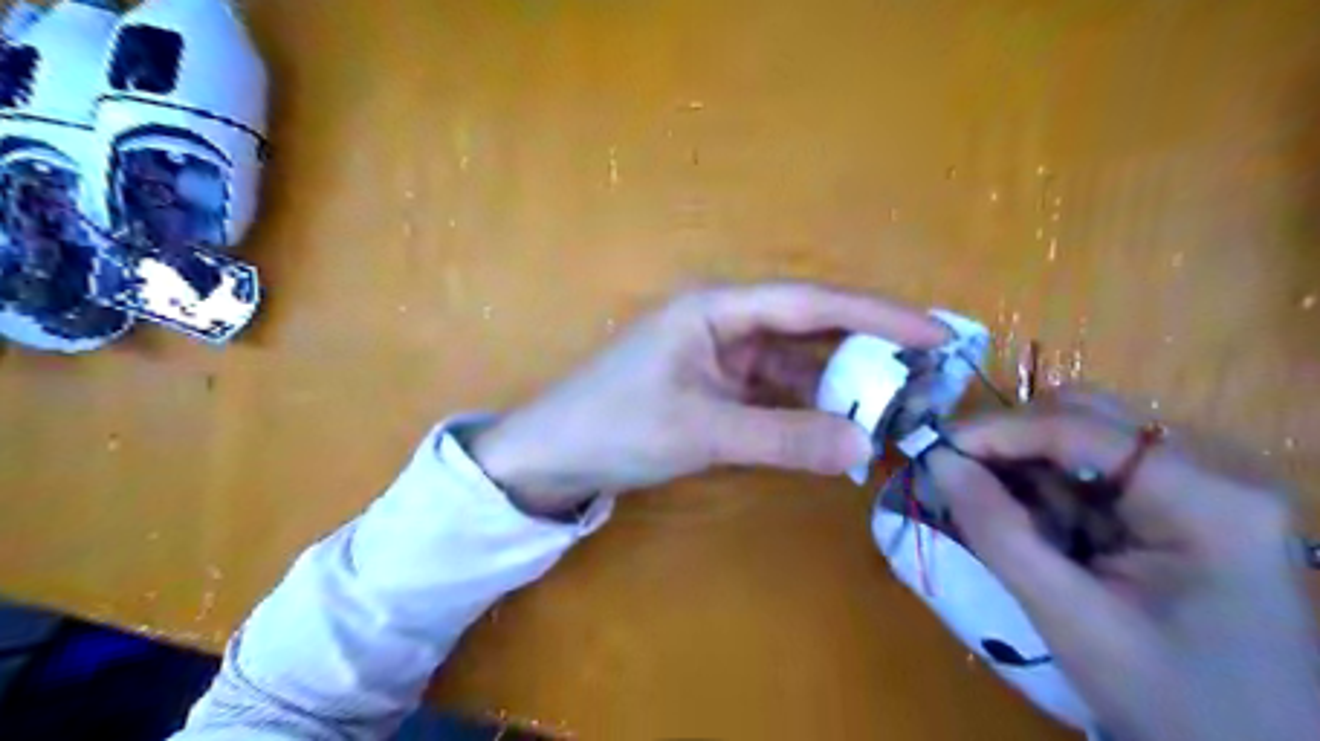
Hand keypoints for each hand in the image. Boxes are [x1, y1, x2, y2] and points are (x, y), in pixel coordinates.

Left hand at [470, 282, 942, 515]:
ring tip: (894, 409)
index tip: (936, 333)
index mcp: (717, 308)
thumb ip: (783, 437)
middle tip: (926, 377)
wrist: (551, 456)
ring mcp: (720, 357)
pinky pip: (773, 392)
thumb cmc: (615, 427)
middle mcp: (724, 322)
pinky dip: (806, 410)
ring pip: (794, 365)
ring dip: (838, 386)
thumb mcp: (702, 431)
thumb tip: (866, 447)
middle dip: (866, 352)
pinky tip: (836, 429)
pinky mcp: (714, 388)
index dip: (877, 316)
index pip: (811, 303)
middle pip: (809, 330)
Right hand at [927, 388, 1318, 740]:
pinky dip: (1047, 490)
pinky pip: (1095, 475)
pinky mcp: (1182, 509)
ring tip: (984, 501)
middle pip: (1087, 418)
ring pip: (1086, 441)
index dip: (998, 432)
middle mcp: (1211, 473)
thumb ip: (999, 532)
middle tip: (957, 471)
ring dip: (1026, 465)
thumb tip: (938, 462)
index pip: (1080, 429)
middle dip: (1012, 441)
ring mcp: (1200, 489)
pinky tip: (1025, 521)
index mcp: (1205, 498)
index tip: (935, 449)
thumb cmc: (1171, 702)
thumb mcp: (1070, 618)